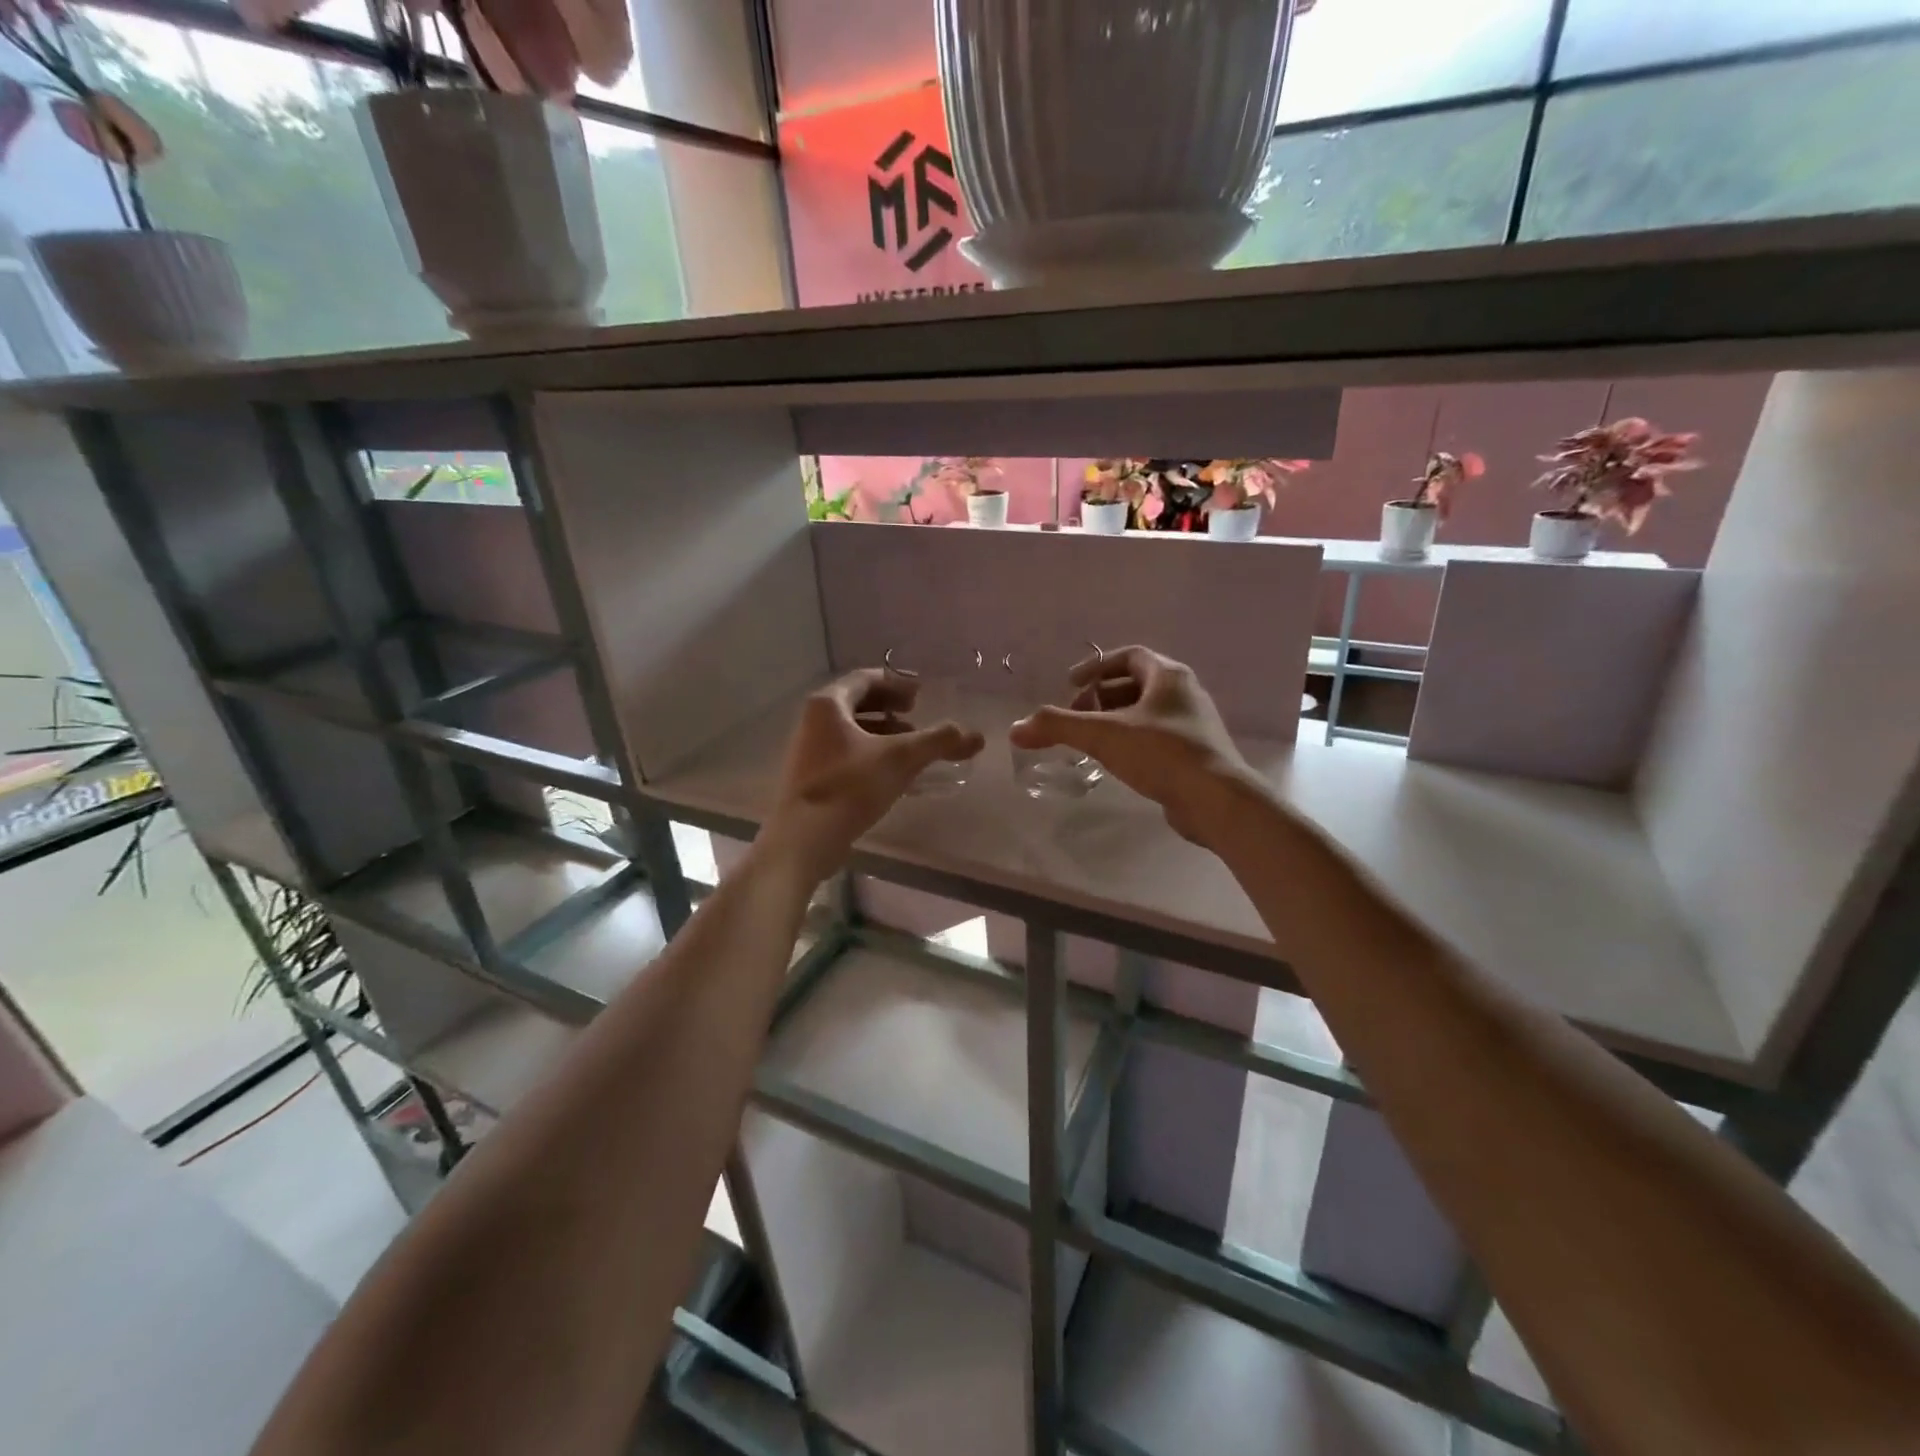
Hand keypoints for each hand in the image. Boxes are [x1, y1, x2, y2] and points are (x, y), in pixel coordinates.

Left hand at [758, 669, 984, 885]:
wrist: (804, 840)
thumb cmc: (850, 787)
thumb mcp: (901, 759)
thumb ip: (938, 742)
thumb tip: (976, 736)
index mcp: (828, 705)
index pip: (864, 679)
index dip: (896, 683)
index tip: (921, 693)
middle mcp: (813, 722)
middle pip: (857, 704)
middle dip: (890, 708)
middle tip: (917, 715)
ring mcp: (809, 752)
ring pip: (851, 732)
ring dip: (883, 734)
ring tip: (911, 748)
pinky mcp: (812, 779)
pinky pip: (846, 755)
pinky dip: (872, 755)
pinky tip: (892, 775)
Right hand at [1009, 646, 1263, 845]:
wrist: (1216, 800)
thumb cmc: (1162, 753)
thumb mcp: (1103, 735)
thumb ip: (1057, 727)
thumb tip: (1015, 728)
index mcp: (1169, 676)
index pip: (1129, 656)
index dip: (1096, 666)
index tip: (1070, 683)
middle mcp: (1185, 694)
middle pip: (1135, 684)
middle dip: (1101, 696)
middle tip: (1076, 716)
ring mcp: (1194, 725)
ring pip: (1146, 712)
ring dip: (1115, 720)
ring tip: (1089, 740)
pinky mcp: (1195, 754)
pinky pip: (1156, 737)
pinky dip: (1131, 741)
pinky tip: (1115, 762)